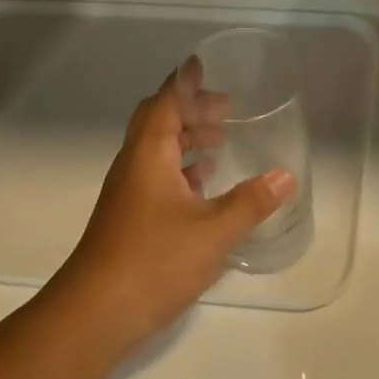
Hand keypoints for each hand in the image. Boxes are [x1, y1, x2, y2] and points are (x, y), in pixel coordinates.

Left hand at [49, 62, 296, 361]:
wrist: (93, 315)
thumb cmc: (153, 261)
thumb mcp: (213, 232)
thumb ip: (251, 202)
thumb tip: (285, 176)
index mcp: (149, 154)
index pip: (166, 101)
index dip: (185, 81)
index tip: (202, 64)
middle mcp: (134, 165)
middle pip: (159, 121)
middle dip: (191, 109)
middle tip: (226, 109)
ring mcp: (127, 193)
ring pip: (156, 150)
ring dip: (187, 139)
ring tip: (220, 143)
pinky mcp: (128, 218)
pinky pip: (156, 175)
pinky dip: (180, 169)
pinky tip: (202, 188)